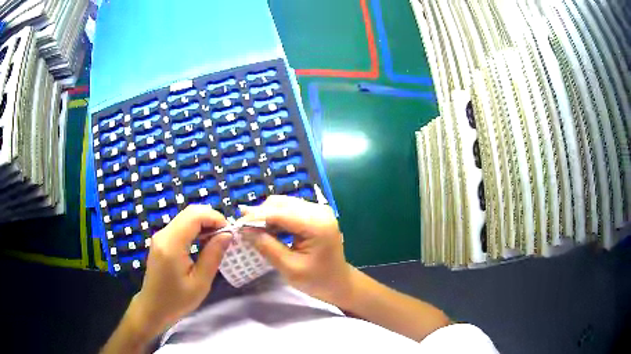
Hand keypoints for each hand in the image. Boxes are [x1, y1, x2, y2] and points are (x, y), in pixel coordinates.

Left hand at [131, 205, 230, 337]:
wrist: (153, 308)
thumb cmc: (177, 300)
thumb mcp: (200, 283)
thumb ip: (213, 256)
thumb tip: (227, 234)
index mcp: (171, 244)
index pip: (194, 215)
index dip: (215, 217)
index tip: (229, 233)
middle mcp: (164, 234)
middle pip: (190, 212)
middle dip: (211, 219)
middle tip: (225, 237)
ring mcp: (161, 236)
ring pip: (186, 217)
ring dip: (204, 224)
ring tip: (217, 242)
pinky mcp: (161, 240)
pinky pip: (181, 226)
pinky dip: (195, 229)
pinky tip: (203, 244)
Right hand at [238, 195, 353, 306]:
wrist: (338, 283)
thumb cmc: (317, 280)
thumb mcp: (289, 268)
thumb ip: (267, 246)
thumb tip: (244, 229)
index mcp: (317, 224)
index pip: (279, 213)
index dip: (255, 217)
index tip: (236, 225)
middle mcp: (319, 210)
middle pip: (280, 203)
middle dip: (259, 214)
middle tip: (242, 229)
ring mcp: (318, 210)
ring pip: (283, 204)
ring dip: (266, 215)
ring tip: (251, 230)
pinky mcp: (315, 214)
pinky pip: (289, 209)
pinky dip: (275, 218)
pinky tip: (266, 229)